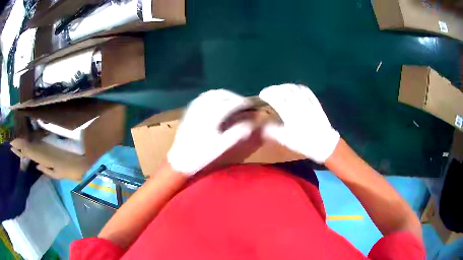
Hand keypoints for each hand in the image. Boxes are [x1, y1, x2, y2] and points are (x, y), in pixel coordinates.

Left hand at [167, 89, 252, 174]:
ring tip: (232, 101)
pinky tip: (216, 103)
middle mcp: (202, 108)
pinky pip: (202, 97)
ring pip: (211, 94)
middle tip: (243, 103)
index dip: (243, 103)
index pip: (231, 104)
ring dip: (224, 95)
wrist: (179, 160)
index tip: (252, 105)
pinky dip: (212, 96)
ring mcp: (194, 108)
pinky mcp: (188, 111)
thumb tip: (251, 123)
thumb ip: (237, 133)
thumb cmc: (201, 155)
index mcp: (211, 117)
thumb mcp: (221, 146)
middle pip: (221, 94)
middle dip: (234, 96)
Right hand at [259, 84, 339, 162]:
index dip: (267, 94)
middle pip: (284, 91)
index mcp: (289, 115)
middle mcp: (298, 105)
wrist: (323, 144)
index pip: (275, 98)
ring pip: (294, 88)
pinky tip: (294, 88)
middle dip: (274, 89)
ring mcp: (308, 102)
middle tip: (269, 91)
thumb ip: (273, 131)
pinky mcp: (315, 102)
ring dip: (285, 86)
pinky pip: (306, 90)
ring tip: (280, 89)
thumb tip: (262, 125)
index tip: (262, 95)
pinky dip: (298, 87)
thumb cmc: (304, 143)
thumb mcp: (286, 140)